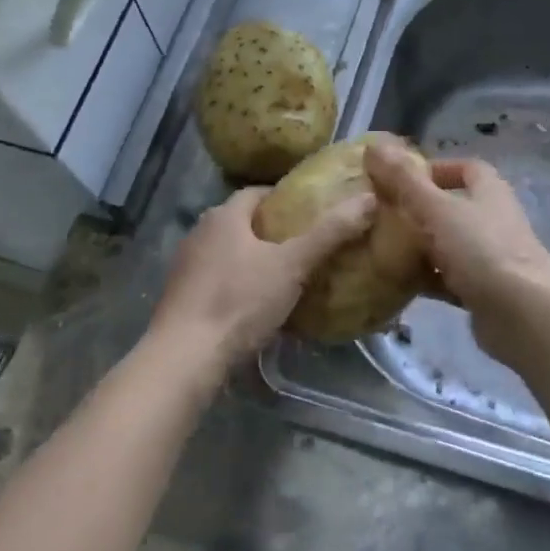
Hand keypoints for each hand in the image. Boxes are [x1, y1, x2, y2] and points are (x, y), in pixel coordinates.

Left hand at [148, 186, 376, 375]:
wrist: (184, 358)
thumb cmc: (240, 301)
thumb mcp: (292, 266)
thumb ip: (329, 234)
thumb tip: (368, 199)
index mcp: (223, 216)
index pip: (258, 193)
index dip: (286, 198)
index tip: (312, 212)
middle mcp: (200, 233)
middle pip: (243, 222)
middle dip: (273, 231)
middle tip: (307, 245)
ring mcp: (186, 267)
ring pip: (229, 253)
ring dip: (254, 259)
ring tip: (288, 276)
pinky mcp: (181, 298)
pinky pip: (218, 280)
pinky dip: (239, 285)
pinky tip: (258, 306)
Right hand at [363, 139, 549, 361]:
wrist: (523, 314)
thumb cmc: (481, 250)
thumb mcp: (437, 209)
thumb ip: (404, 180)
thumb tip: (374, 146)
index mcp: (489, 191)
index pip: (466, 168)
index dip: (435, 169)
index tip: (401, 179)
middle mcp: (494, 219)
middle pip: (454, 207)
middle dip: (419, 210)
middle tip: (382, 216)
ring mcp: (492, 257)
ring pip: (449, 244)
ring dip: (421, 246)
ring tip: (383, 249)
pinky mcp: (485, 291)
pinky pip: (450, 278)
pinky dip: (428, 278)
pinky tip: (400, 283)